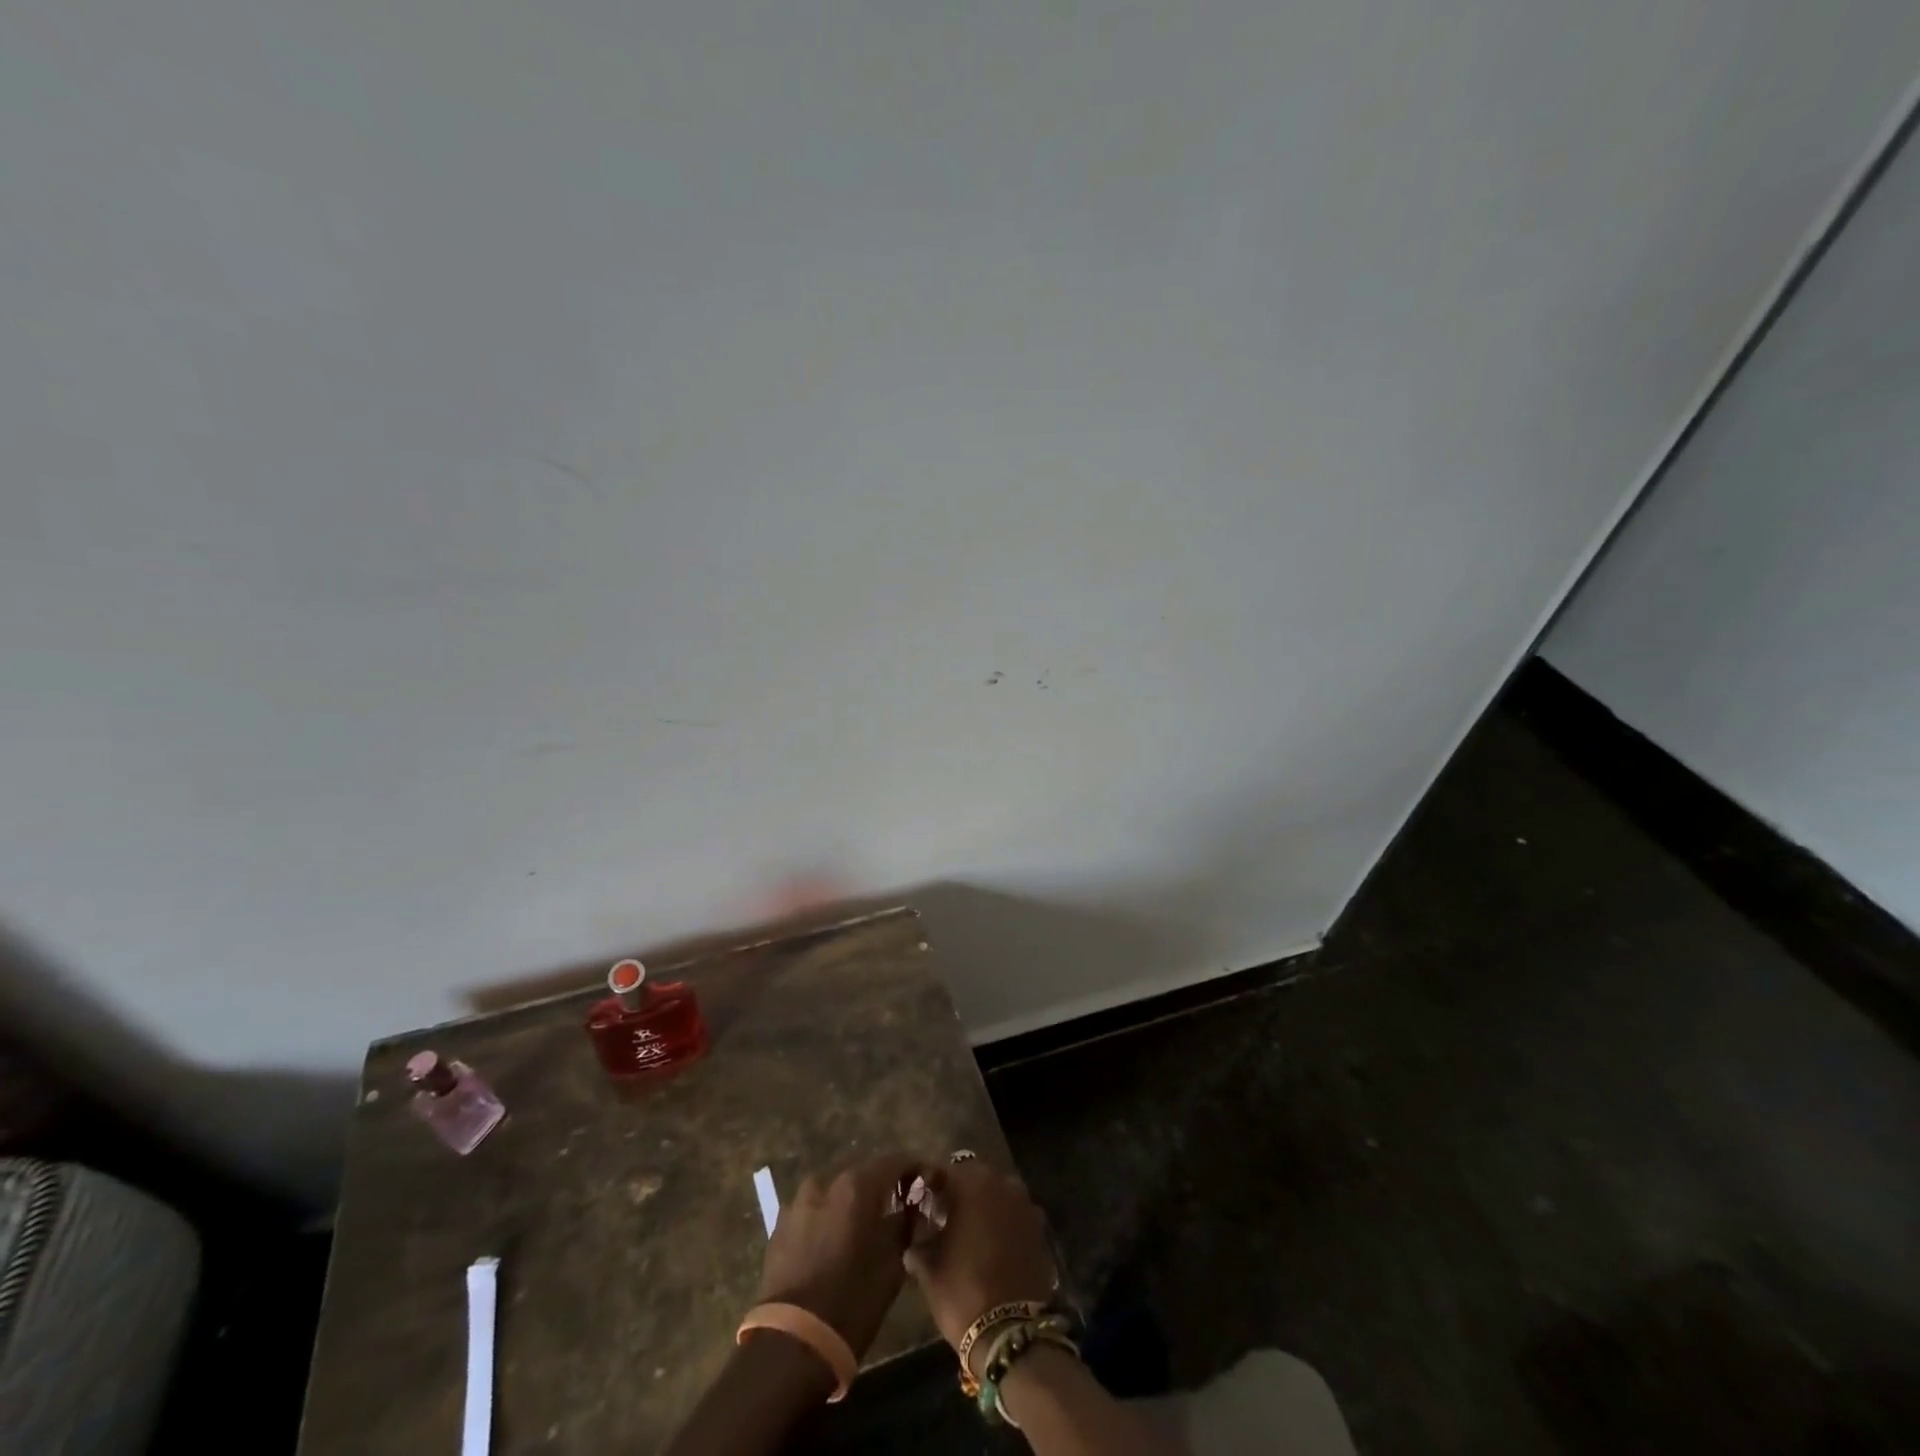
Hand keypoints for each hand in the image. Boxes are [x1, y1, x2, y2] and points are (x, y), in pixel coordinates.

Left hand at [756, 1153, 926, 1358]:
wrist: (792, 1343)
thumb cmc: (852, 1301)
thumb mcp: (892, 1264)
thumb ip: (904, 1225)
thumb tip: (911, 1208)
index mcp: (857, 1185)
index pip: (895, 1160)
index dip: (913, 1168)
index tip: (925, 1180)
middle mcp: (826, 1180)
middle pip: (863, 1169)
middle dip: (881, 1181)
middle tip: (896, 1201)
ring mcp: (799, 1199)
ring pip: (835, 1185)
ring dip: (852, 1196)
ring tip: (864, 1219)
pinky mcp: (781, 1222)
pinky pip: (814, 1205)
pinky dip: (829, 1212)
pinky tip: (836, 1235)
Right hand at [902, 1160, 1056, 1374]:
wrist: (1011, 1333)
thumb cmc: (963, 1292)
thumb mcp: (929, 1270)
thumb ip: (919, 1247)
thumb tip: (913, 1244)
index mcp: (974, 1184)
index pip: (946, 1172)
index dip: (932, 1186)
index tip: (923, 1204)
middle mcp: (1003, 1184)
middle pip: (976, 1179)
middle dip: (960, 1193)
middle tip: (944, 1218)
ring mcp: (1026, 1206)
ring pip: (998, 1195)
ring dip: (985, 1207)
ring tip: (970, 1233)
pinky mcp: (1041, 1230)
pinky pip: (1016, 1216)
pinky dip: (1004, 1224)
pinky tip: (992, 1248)